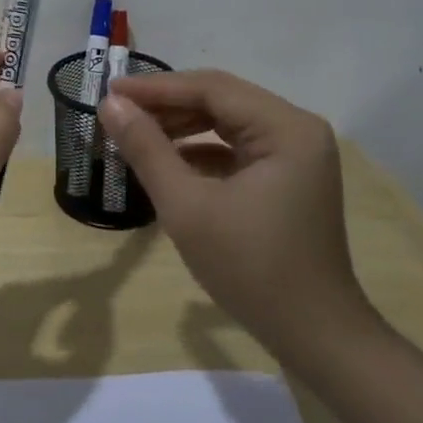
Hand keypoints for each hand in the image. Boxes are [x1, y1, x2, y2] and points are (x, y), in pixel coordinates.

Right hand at [97, 70, 374, 360]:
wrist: (313, 335)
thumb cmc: (250, 267)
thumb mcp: (187, 206)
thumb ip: (146, 149)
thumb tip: (110, 104)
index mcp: (286, 129)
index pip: (211, 89)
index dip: (156, 87)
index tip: (108, 90)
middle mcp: (297, 130)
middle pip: (221, 100)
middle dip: (167, 104)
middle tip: (116, 111)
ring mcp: (296, 154)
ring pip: (226, 122)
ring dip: (180, 126)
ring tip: (133, 133)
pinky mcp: (287, 178)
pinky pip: (236, 148)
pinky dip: (199, 150)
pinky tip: (166, 161)